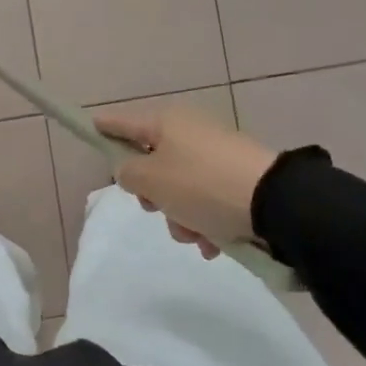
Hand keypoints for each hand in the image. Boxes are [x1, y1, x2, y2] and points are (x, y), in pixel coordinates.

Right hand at [93, 105, 278, 257]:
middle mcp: (191, 132)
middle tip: (156, 209)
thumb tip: (132, 171)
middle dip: (153, 195)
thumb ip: (129, 174)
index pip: (124, 122)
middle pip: (154, 163)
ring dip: (181, 217)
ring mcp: (217, 155)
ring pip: (181, 189)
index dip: (105, 127)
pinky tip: (215, 243)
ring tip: (196, 235)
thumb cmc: (202, 185)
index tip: (90, 126)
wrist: (275, 202)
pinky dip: (206, 222)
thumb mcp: (152, 181)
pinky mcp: (240, 179)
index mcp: (167, 123)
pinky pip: (208, 201)